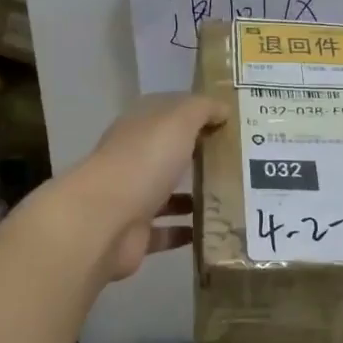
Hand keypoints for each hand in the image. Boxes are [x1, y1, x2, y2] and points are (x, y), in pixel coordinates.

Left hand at [69, 93, 227, 280]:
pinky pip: (166, 231)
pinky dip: (185, 231)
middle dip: (197, 155)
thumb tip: (223, 109)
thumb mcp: (177, 121)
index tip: (228, 121)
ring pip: (167, 193)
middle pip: (168, 153)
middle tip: (237, 162)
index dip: (195, 113)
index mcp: (138, 128)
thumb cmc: (142, 161)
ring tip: (231, 197)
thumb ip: (201, 109)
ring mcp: (132, 198)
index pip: (167, 112)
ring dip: (193, 195)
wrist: (104, 221)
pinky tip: (213, 230)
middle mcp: (133, 159)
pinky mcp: (136, 234)